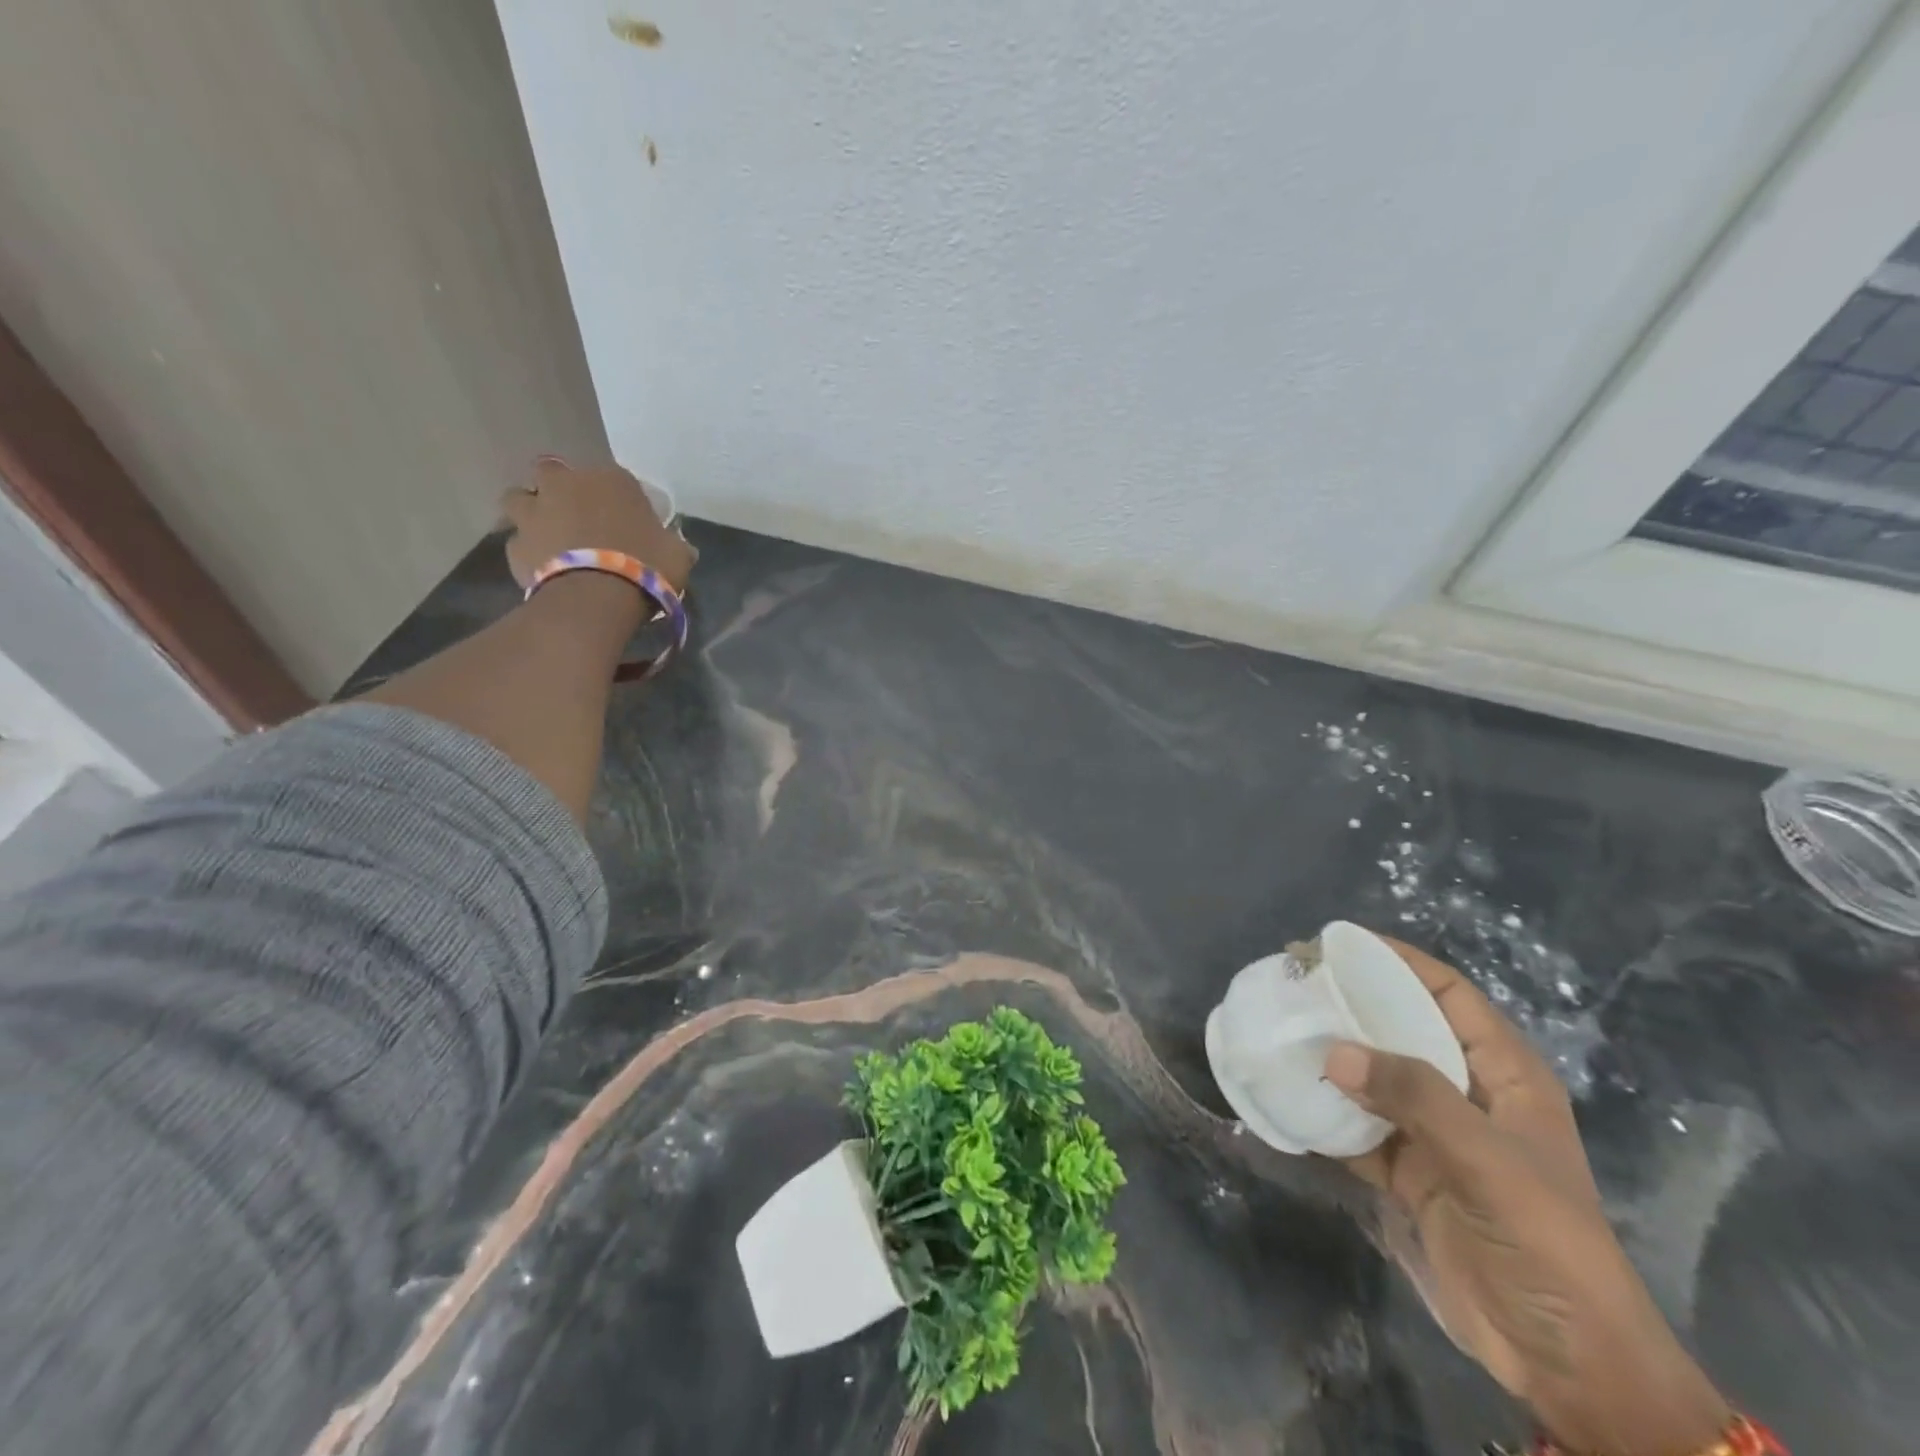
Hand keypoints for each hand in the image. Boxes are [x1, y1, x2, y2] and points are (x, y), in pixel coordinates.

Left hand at [500, 457, 694, 593]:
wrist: (596, 597)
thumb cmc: (645, 567)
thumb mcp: (677, 556)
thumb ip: (674, 546)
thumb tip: (682, 548)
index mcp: (611, 480)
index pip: (614, 478)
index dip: (618, 498)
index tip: (626, 519)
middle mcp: (566, 484)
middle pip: (553, 473)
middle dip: (560, 490)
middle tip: (577, 517)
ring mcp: (534, 511)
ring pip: (520, 498)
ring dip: (531, 512)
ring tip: (550, 537)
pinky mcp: (514, 544)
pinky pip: (518, 542)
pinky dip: (528, 552)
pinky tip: (543, 569)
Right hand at [1324, 937, 1730, 1455]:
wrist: (1567, 1363)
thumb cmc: (1548, 1245)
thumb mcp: (1489, 1163)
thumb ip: (1414, 1098)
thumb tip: (1333, 1051)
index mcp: (1504, 1074)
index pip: (1448, 994)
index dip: (1397, 961)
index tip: (1336, 944)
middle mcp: (1466, 1092)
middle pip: (1401, 1028)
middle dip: (1349, 1005)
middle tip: (1291, 984)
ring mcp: (1434, 1133)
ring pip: (1373, 1075)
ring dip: (1330, 1056)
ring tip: (1278, 1029)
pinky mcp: (1407, 1171)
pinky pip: (1356, 1127)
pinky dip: (1324, 1112)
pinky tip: (1286, 1095)